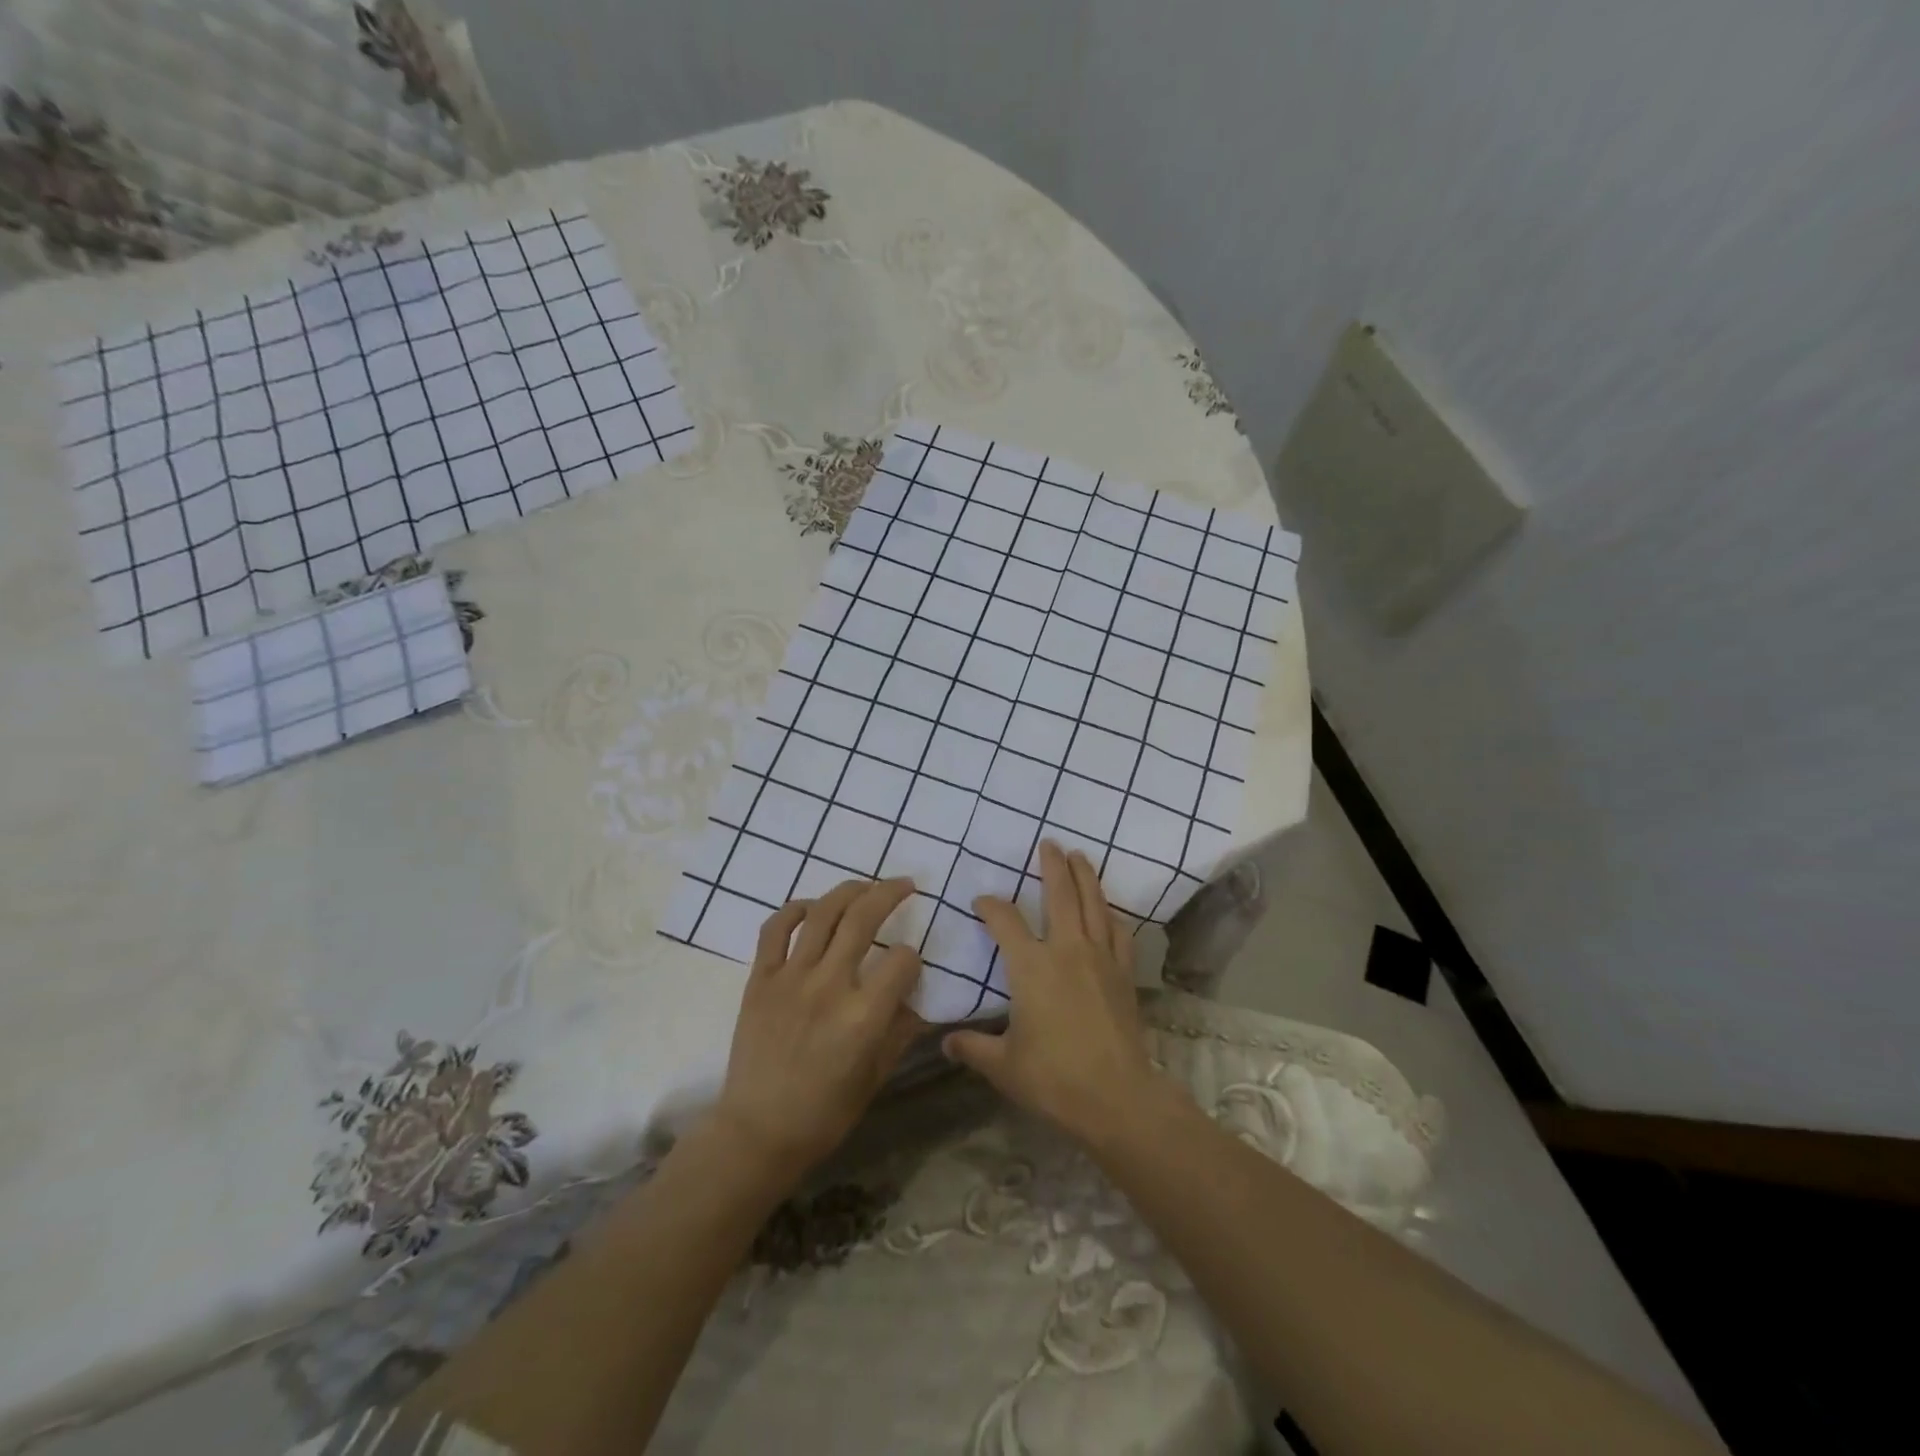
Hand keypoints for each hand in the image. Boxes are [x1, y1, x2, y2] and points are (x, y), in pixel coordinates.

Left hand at [711, 878, 926, 1186]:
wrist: (757, 1131)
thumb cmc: (825, 1113)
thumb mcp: (877, 1076)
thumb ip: (901, 1031)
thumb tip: (918, 998)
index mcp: (863, 1016)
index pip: (902, 960)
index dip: (913, 957)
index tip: (911, 963)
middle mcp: (829, 986)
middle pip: (864, 918)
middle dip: (890, 893)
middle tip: (906, 884)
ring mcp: (790, 978)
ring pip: (823, 913)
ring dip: (850, 890)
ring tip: (866, 886)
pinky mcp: (760, 979)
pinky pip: (775, 929)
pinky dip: (795, 909)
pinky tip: (813, 907)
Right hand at [943, 841, 1163, 1145]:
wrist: (1116, 1096)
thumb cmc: (1053, 1077)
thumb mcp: (1003, 1066)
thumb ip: (972, 1048)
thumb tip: (945, 1042)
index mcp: (1031, 967)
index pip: (1004, 922)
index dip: (990, 906)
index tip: (981, 902)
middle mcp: (1066, 950)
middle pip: (1060, 895)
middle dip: (1052, 866)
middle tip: (1049, 843)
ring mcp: (1100, 959)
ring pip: (1094, 905)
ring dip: (1085, 877)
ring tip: (1079, 856)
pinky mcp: (1124, 974)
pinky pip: (1119, 933)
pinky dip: (1112, 915)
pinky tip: (1109, 910)